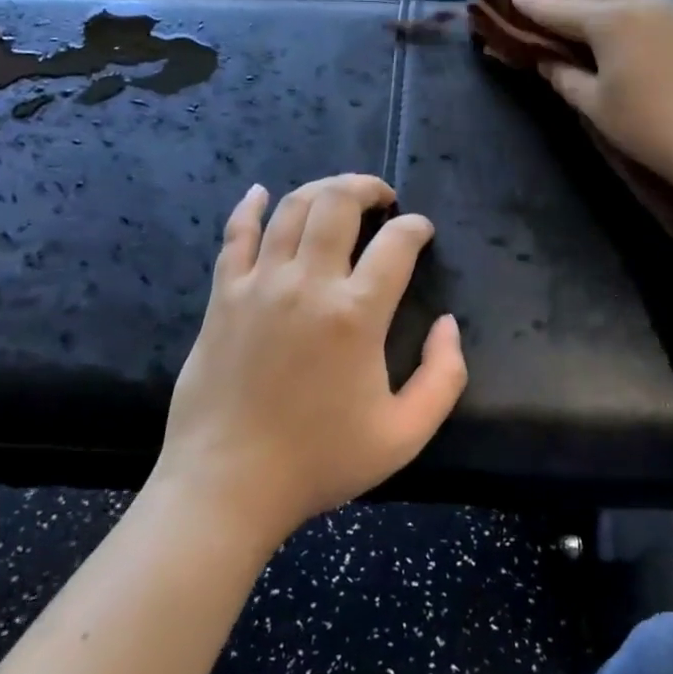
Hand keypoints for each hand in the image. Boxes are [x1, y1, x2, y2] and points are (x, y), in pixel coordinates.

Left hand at [154, 175, 466, 546]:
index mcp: (356, 315)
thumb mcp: (404, 435)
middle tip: (381, 197)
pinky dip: (249, 207)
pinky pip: (235, 235)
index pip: (396, 244)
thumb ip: (444, 377)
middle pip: (338, 203)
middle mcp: (308, 284)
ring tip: (338, 194)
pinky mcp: (224, 296)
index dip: (416, 228)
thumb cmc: (320, 461)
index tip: (421, 232)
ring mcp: (260, 284)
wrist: (228, 485)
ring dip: (321, 189)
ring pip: (292, 209)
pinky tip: (260, 192)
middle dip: (366, 188)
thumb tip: (448, 324)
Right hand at [512, 0, 672, 187]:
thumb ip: (566, 78)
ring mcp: (672, 12)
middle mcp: (640, 5)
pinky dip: (627, 5)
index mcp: (609, 21)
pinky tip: (625, 12)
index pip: (562, 10)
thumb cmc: (646, 123)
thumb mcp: (595, 104)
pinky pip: (649, 7)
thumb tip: (548, 62)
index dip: (536, 5)